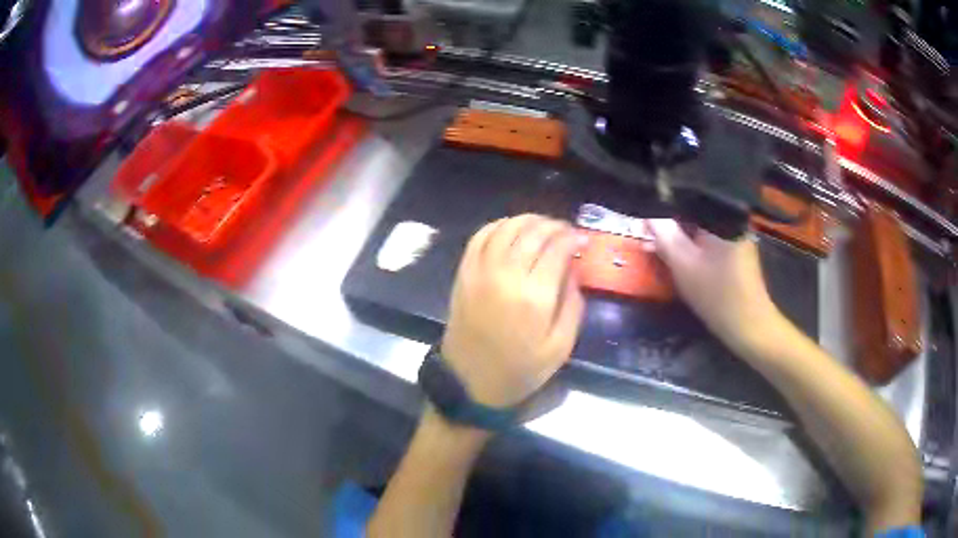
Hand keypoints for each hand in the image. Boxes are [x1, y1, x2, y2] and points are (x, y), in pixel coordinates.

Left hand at [441, 215, 586, 408]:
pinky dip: (498, 226)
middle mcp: (506, 276)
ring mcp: (480, 272)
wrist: (469, 382)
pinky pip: (480, 237)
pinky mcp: (463, 274)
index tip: (581, 239)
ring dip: (527, 221)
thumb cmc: (519, 370)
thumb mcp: (560, 348)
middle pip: (532, 232)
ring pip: (506, 228)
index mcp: (535, 297)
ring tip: (542, 226)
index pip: (557, 248)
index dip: (572, 237)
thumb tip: (574, 270)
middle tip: (564, 231)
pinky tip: (510, 230)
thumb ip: (573, 305)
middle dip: (553, 225)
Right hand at [649, 220, 782, 353]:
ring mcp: (737, 237)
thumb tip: (648, 213)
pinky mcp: (737, 253)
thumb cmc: (717, 296)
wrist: (749, 328)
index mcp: (724, 216)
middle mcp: (733, 221)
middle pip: (695, 215)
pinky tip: (680, 258)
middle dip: (671, 226)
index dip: (663, 210)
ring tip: (659, 248)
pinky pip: (710, 242)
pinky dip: (694, 248)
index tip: (643, 222)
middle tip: (649, 238)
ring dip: (681, 239)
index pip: (688, 201)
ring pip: (701, 230)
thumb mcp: (684, 266)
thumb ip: (665, 236)